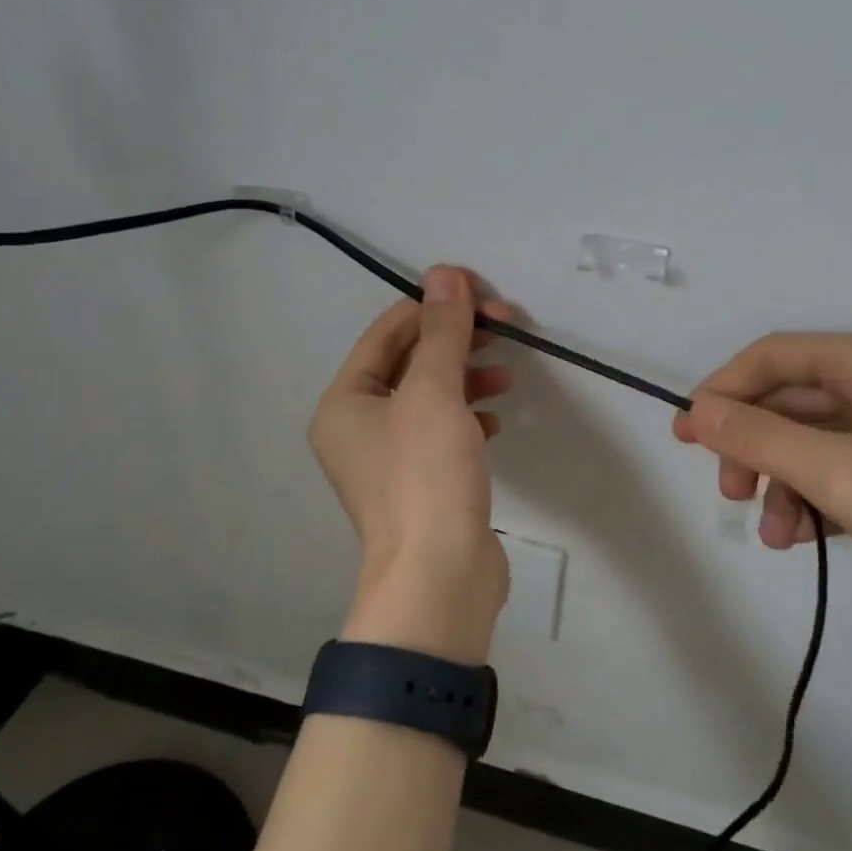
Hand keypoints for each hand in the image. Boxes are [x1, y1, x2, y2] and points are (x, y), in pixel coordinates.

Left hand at [309, 266, 516, 662]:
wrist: (439, 577)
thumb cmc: (426, 476)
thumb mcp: (435, 392)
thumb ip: (443, 331)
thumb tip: (446, 273)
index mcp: (345, 401)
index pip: (389, 332)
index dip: (435, 306)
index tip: (484, 295)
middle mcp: (358, 428)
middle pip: (410, 364)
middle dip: (457, 342)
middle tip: (506, 328)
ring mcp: (389, 460)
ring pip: (430, 398)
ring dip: (467, 378)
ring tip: (505, 376)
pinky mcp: (421, 484)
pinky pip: (442, 433)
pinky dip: (468, 417)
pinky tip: (497, 419)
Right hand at [672, 333, 851, 615]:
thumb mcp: (839, 474)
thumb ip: (760, 439)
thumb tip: (698, 410)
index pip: (771, 357)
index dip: (722, 391)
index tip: (688, 438)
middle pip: (794, 401)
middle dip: (755, 449)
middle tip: (732, 497)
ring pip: (822, 440)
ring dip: (788, 483)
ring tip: (780, 539)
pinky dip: (827, 494)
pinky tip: (818, 536)